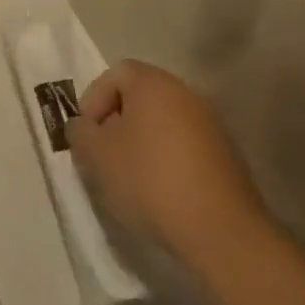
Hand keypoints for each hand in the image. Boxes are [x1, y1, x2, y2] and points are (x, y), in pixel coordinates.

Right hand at [66, 61, 272, 269]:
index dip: (93, 99)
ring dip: (139, 141)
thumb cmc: (148, 180)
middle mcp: (187, 94)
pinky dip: (164, 158)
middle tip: (102, 153)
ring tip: (126, 175)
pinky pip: (182, 144)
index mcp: (154, 85)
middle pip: (140, 96)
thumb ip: (80, 131)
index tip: (87, 132)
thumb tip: (85, 126)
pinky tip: (157, 189)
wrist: (219, 230)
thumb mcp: (95, 154)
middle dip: (115, 121)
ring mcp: (211, 124)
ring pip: (161, 122)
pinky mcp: (225, 155)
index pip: (115, 73)